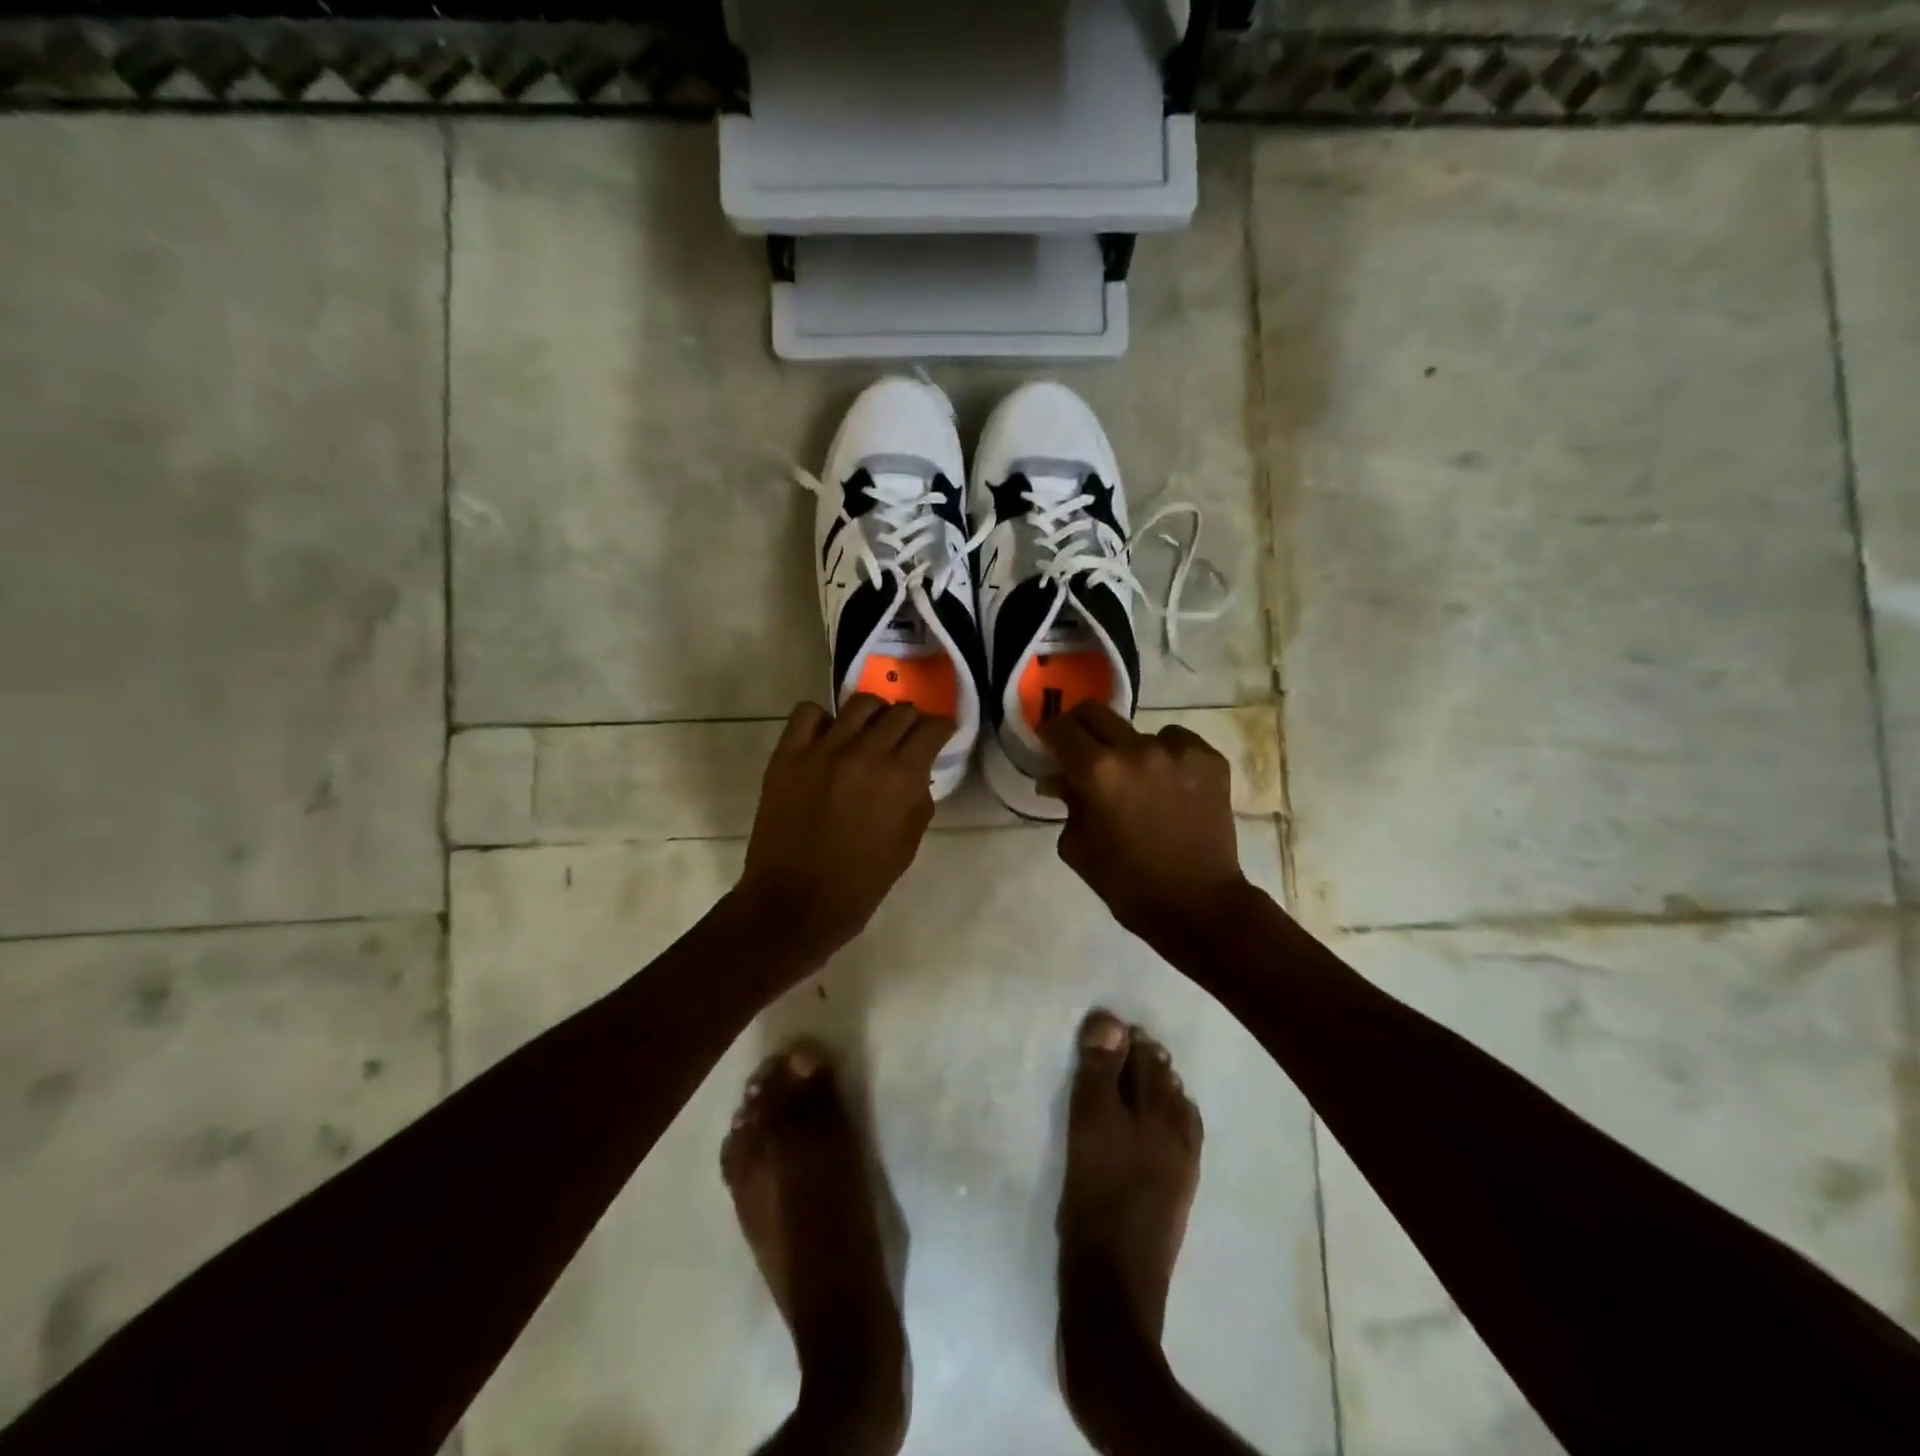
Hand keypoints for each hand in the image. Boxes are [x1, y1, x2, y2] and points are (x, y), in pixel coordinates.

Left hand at [736, 695, 952, 960]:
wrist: (794, 903)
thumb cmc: (860, 884)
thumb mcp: (907, 845)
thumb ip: (918, 800)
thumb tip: (916, 774)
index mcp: (900, 778)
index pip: (932, 728)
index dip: (942, 728)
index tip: (941, 733)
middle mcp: (865, 753)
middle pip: (900, 711)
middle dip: (912, 721)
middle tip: (908, 737)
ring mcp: (822, 750)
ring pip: (859, 703)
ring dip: (874, 714)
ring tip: (870, 732)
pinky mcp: (788, 755)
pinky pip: (808, 713)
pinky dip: (823, 719)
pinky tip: (828, 738)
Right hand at [1040, 703, 1248, 947]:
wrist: (1198, 904)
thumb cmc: (1127, 883)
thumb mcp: (1079, 847)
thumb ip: (1066, 803)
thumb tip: (1057, 779)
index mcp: (1098, 772)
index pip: (1061, 729)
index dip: (1049, 734)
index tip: (1049, 745)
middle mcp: (1137, 749)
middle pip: (1096, 713)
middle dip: (1080, 728)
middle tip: (1081, 750)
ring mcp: (1178, 751)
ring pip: (1138, 731)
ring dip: (1128, 750)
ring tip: (1136, 781)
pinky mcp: (1209, 759)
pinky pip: (1176, 742)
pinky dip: (1165, 756)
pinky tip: (1168, 784)